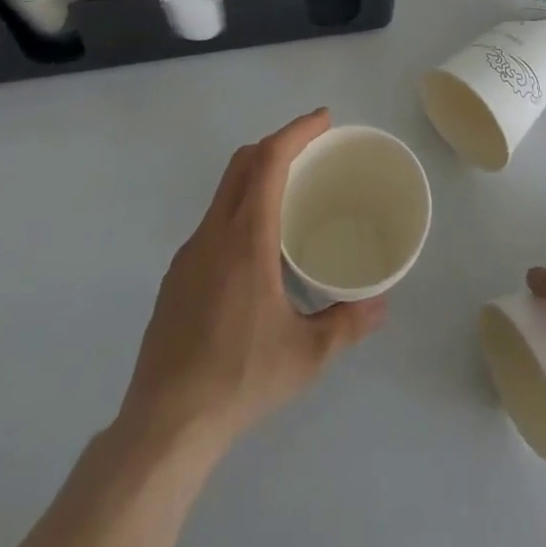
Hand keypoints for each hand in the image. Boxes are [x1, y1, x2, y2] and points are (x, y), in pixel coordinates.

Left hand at [119, 108, 387, 449]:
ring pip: (223, 193)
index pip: (268, 160)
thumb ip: (347, 324)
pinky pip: (212, 224)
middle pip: (242, 164)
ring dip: (256, 177)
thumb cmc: (239, 378)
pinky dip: (238, 211)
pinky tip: (255, 251)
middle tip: (311, 150)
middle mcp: (213, 233)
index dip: (296, 131)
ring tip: (288, 197)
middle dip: (277, 143)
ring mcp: (188, 255)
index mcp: (246, 238)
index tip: (323, 119)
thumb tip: (381, 305)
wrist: (163, 427)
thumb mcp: (305, 355)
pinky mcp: (175, 279)